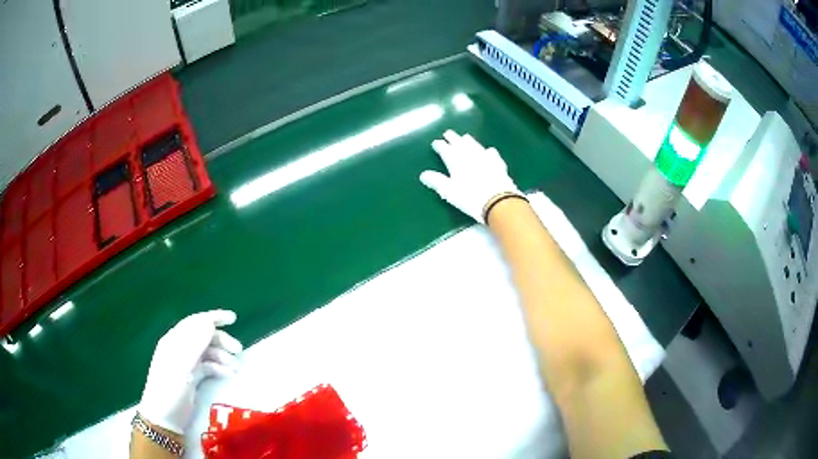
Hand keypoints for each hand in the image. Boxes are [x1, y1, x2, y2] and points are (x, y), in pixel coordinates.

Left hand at [138, 310, 242, 433]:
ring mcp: (186, 364)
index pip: (195, 322)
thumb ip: (195, 344)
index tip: (233, 318)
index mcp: (174, 341)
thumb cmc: (171, 389)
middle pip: (203, 337)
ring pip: (207, 352)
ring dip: (222, 356)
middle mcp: (180, 349)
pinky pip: (208, 367)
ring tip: (236, 366)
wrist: (165, 418)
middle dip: (221, 340)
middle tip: (239, 350)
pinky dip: (219, 368)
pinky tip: (229, 375)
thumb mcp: (182, 367)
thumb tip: (209, 322)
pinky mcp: (191, 377)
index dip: (213, 318)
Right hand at [420, 130, 520, 222]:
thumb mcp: (450, 191)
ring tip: (465, 137)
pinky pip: (491, 153)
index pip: (445, 149)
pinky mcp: (498, 164)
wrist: (498, 201)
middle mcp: (470, 155)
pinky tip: (488, 151)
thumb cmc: (470, 197)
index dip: (440, 145)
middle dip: (453, 138)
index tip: (436, 143)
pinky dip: (487, 151)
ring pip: (475, 145)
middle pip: (460, 143)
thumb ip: (437, 181)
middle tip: (448, 133)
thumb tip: (424, 175)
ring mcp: (485, 157)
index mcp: (455, 161)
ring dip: (468, 140)